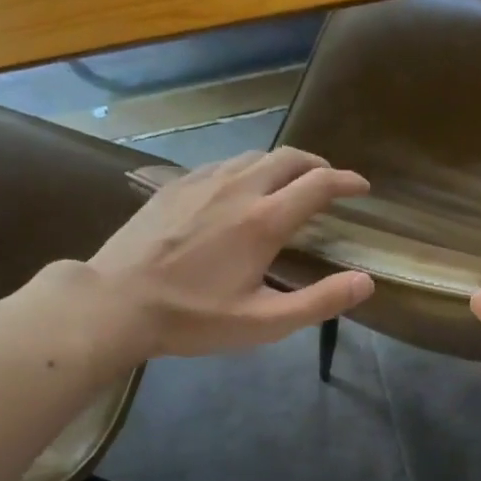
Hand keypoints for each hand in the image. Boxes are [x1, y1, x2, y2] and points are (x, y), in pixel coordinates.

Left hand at [79, 148, 374, 362]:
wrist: (115, 303)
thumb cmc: (193, 318)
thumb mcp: (264, 323)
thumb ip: (320, 301)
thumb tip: (366, 282)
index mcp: (264, 221)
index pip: (318, 184)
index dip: (347, 182)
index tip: (362, 188)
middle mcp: (238, 188)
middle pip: (289, 158)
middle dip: (318, 165)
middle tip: (330, 183)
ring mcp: (202, 182)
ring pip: (255, 157)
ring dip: (283, 165)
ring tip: (291, 184)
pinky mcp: (176, 185)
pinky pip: (224, 164)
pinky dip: (248, 169)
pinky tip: (241, 190)